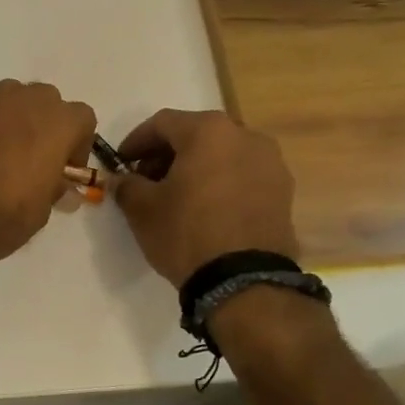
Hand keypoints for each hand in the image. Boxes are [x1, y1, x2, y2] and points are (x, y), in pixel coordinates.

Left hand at [0, 81, 95, 278]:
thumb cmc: (4, 215)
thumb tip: (60, 185)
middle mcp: (22, 100)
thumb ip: (54, 186)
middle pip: (45, 99)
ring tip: (2, 153)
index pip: (82, 117)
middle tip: (36, 156)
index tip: (66, 169)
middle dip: (46, 123)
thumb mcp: (43, 209)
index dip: (78, 143)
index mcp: (55, 122)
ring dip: (13, 119)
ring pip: (9, 98)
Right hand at [112, 109, 298, 284]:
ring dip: (196, 167)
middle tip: (146, 180)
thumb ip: (126, 185)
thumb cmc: (186, 232)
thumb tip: (121, 180)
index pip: (162, 123)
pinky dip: (220, 182)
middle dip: (167, 154)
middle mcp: (245, 135)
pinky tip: (206, 208)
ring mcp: (271, 163)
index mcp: (208, 130)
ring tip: (177, 196)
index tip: (121, 162)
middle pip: (196, 135)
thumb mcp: (142, 208)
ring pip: (222, 154)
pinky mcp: (283, 191)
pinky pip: (242, 175)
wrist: (244, 281)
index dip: (136, 141)